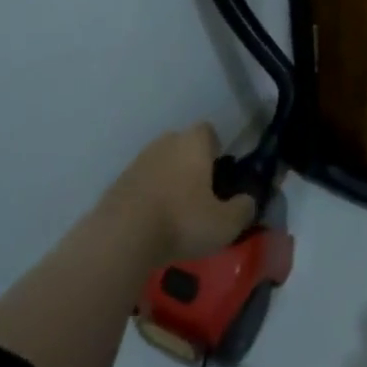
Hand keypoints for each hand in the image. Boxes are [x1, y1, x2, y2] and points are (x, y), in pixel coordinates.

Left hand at [100, 124, 255, 264]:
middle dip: (192, 164)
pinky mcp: (118, 182)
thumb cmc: (181, 221)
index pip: (208, 131)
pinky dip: (149, 195)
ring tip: (176, 211)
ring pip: (161, 163)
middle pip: (183, 145)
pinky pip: (142, 182)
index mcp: (193, 144)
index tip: (220, 172)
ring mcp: (138, 161)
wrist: (122, 236)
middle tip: (201, 194)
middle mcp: (165, 143)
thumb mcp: (225, 223)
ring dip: (169, 180)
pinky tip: (153, 221)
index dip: (216, 148)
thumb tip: (248, 201)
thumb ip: (243, 209)